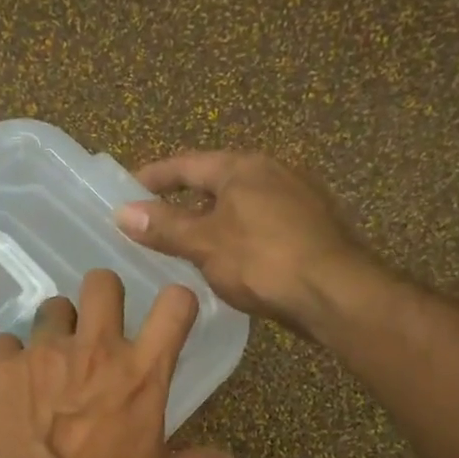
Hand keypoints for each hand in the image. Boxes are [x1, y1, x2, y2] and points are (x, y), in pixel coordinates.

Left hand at [0, 269, 238, 457]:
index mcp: (142, 372)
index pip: (175, 304)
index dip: (175, 303)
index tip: (168, 319)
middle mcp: (95, 348)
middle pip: (103, 282)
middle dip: (102, 299)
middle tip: (96, 330)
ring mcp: (45, 351)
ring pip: (53, 307)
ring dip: (56, 328)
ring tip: (50, 360)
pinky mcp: (2, 365)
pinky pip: (7, 343)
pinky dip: (11, 360)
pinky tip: (12, 385)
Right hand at [116, 151, 367, 333]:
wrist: (336, 293)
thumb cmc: (263, 260)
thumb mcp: (205, 243)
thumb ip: (164, 226)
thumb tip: (122, 212)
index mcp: (243, 167)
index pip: (186, 164)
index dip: (153, 176)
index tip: (126, 189)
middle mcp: (273, 171)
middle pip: (216, 181)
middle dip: (184, 200)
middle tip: (155, 222)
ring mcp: (298, 197)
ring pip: (241, 204)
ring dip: (212, 220)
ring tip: (188, 245)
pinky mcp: (313, 226)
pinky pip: (262, 223)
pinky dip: (238, 235)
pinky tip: (231, 260)